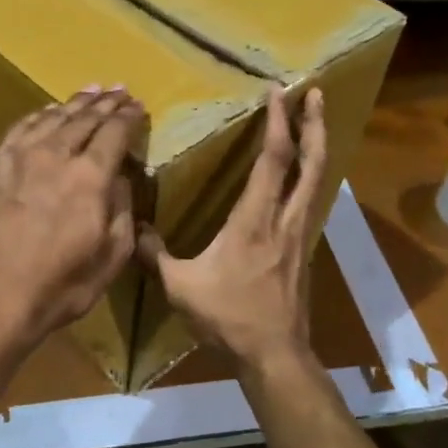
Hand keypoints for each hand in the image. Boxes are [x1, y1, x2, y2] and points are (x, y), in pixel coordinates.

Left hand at [0, 87, 145, 353]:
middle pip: (84, 118)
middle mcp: (54, 156)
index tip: (138, 107)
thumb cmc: (62, 285)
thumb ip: (122, 209)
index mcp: (89, 177)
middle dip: (105, 103)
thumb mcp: (112, 256)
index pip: (114, 133)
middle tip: (118, 91)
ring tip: (90, 92)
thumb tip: (119, 177)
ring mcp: (19, 158)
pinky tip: (47, 113)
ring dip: (74, 103)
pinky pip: (20, 129)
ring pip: (51, 118)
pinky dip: (39, 116)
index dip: (129, 117)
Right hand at [138, 87, 325, 369]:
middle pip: (311, 163)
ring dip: (317, 149)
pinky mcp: (302, 252)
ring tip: (314, 125)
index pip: (273, 161)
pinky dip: (310, 179)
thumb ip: (154, 254)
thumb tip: (130, 228)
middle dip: (314, 124)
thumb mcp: (180, 286)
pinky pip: (310, 203)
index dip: (277, 123)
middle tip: (314, 93)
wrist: (274, 354)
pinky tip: (299, 180)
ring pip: (317, 182)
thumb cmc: (227, 317)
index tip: (276, 93)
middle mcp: (284, 220)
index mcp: (254, 221)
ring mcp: (299, 236)